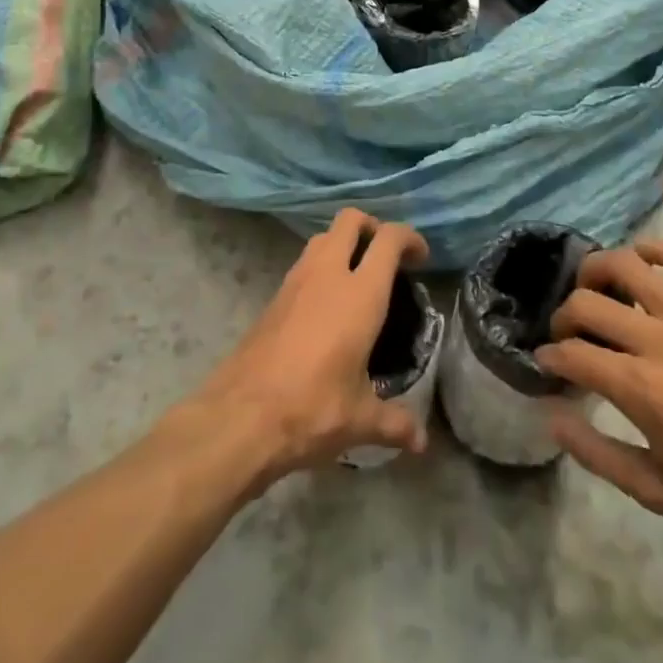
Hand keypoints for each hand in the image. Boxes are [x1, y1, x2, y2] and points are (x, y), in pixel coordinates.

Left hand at [192, 209, 430, 484]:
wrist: (241, 415)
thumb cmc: (312, 407)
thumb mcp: (360, 419)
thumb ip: (394, 423)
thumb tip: (420, 442)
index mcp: (360, 293)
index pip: (388, 239)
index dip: (409, 238)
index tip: (420, 257)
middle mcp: (328, 273)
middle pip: (350, 220)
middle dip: (372, 227)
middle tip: (386, 257)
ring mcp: (296, 280)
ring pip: (323, 236)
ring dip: (343, 244)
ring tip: (358, 277)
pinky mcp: (274, 295)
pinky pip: (304, 262)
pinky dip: (321, 266)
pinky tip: (327, 304)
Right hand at [535, 240, 662, 552]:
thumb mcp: (658, 492)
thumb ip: (596, 454)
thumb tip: (551, 417)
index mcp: (642, 389)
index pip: (572, 353)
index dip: (550, 356)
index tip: (548, 364)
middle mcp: (660, 341)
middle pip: (587, 302)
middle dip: (564, 317)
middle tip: (569, 335)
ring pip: (626, 264)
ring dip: (596, 271)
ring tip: (594, 290)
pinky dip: (654, 250)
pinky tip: (642, 264)